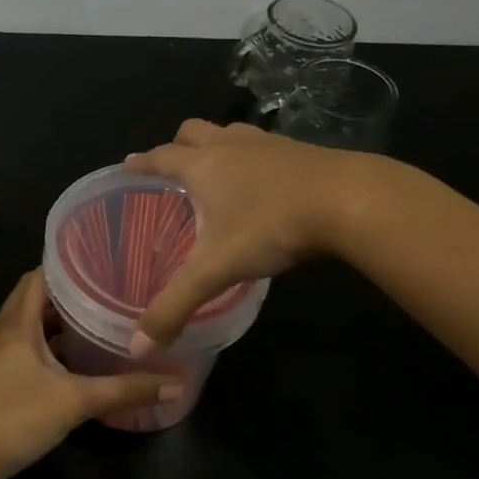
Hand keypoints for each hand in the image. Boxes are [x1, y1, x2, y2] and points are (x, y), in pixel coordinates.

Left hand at [0, 271, 169, 478]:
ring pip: (26, 326)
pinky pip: (21, 348)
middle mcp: (2, 332)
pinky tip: (69, 362)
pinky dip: (45, 346)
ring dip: (54, 322)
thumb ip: (125, 391)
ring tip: (93, 321)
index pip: (37, 277)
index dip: (65, 266)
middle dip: (65, 294)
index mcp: (17, 324)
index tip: (98, 263)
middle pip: (32, 299)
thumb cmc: (16, 417)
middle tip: (103, 291)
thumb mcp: (76, 402)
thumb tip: (176, 383)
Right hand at [124, 119, 368, 346]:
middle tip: (173, 167)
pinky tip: (265, 180)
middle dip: (178, 145)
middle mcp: (230, 145)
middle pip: (194, 131)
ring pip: (231, 131)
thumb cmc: (271, 227)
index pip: (161, 157)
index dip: (141, 162)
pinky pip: (264, 144)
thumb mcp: (218, 269)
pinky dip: (253, 155)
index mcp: (203, 166)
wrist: (349, 200)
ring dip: (217, 144)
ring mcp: (268, 143)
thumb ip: (177, 305)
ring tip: (217, 169)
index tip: (128, 163)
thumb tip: (140, 347)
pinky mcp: (301, 149)